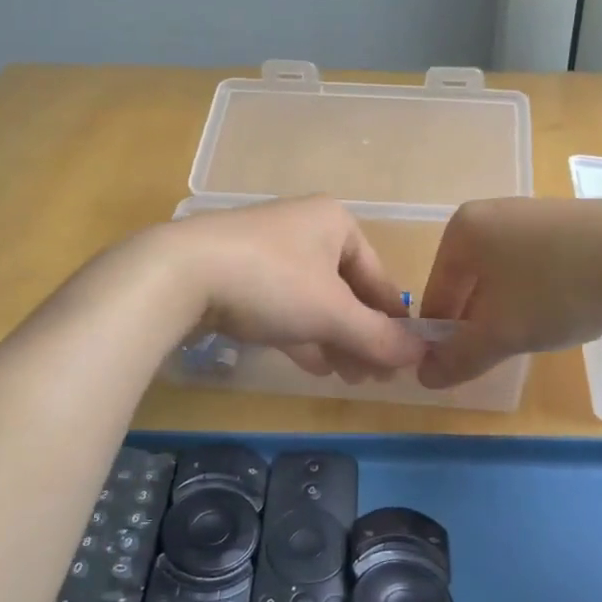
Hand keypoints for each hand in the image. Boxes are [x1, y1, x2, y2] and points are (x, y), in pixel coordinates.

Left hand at [152, 196, 425, 380]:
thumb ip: (378, 336)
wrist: (179, 274)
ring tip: (349, 377)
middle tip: (374, 377)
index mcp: (335, 223)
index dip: (393, 320)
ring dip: (334, 339)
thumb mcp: (332, 313)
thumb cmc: (271, 282)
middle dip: (362, 336)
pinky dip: (301, 334)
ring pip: (314, 300)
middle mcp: (305, 229)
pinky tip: (314, 365)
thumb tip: (422, 355)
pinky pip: (283, 306)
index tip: (404, 360)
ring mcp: (268, 250)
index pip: (378, 276)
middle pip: (347, 290)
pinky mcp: (238, 274)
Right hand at [417, 198, 601, 387]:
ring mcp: (531, 213)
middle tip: (502, 355)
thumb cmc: (557, 288)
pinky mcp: (567, 220)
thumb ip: (459, 357)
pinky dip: (540, 291)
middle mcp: (490, 213)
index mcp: (462, 232)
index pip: (435, 296)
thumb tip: (424, 377)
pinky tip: (565, 308)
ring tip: (537, 334)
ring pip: (504, 275)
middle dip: (480, 323)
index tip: (462, 369)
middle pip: (469, 283)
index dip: (444, 339)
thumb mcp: (502, 332)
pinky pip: (536, 263)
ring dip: (510, 309)